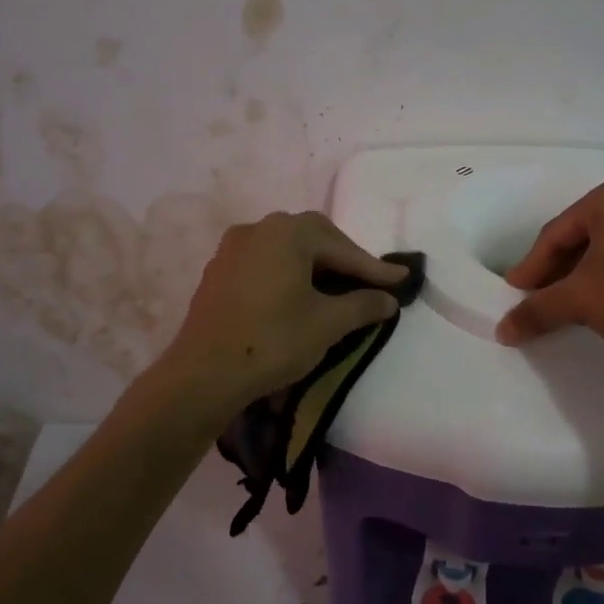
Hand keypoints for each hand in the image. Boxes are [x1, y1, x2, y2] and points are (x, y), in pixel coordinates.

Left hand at [156, 211, 407, 415]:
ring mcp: (233, 249)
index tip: (401, 281)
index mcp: (287, 233)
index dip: (373, 268)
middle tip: (368, 283)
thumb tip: (388, 299)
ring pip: (286, 250)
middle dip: (343, 260)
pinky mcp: (219, 271)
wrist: (203, 374)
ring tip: (336, 290)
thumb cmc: (272, 341)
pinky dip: (288, 274)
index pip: (342, 247)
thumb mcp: (327, 324)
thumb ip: (363, 305)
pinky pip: (264, 263)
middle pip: (313, 238)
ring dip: (315, 266)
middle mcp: (259, 228)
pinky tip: (298, 296)